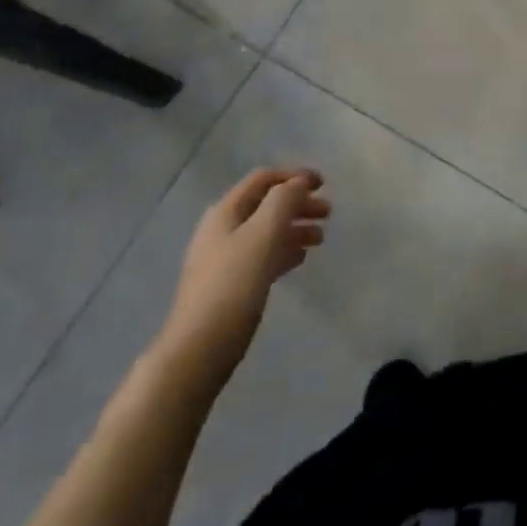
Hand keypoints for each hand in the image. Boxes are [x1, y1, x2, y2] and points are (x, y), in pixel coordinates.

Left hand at [153, 168, 329, 386]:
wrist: (199, 349)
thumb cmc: (234, 284)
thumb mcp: (264, 233)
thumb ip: (284, 200)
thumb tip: (298, 183)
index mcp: (226, 211)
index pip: (263, 179)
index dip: (294, 176)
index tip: (324, 184)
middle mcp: (222, 229)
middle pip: (266, 205)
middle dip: (298, 204)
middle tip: (328, 213)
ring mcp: (223, 259)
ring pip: (266, 231)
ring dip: (294, 228)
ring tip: (320, 239)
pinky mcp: (228, 285)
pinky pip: (262, 256)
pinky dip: (283, 250)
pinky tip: (299, 259)